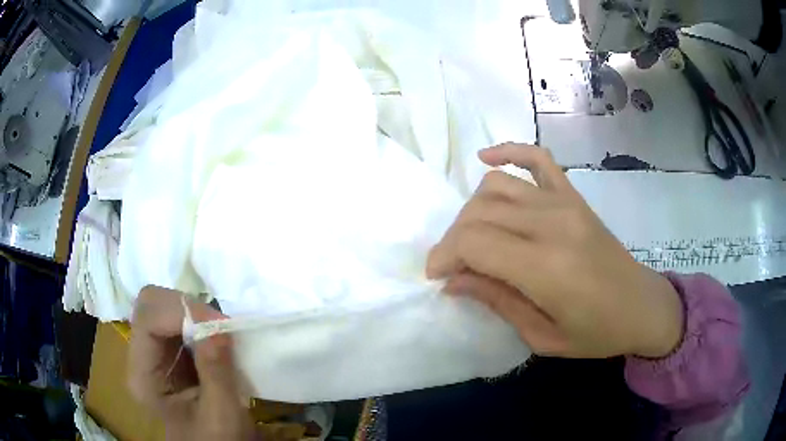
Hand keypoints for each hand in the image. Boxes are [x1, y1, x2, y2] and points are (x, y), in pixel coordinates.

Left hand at [127, 286, 254, 439]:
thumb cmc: (217, 440)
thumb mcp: (221, 414)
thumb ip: (216, 372)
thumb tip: (218, 325)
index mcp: (143, 376)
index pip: (147, 320)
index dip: (180, 311)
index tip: (219, 324)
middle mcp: (140, 357)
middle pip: (150, 305)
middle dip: (185, 308)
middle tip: (218, 327)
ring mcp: (152, 352)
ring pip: (162, 306)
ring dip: (193, 313)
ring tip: (220, 335)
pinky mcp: (167, 351)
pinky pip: (176, 318)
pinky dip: (197, 320)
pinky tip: (213, 340)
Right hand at [427, 144, 683, 358]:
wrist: (642, 306)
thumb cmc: (597, 332)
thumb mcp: (542, 336)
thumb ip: (496, 301)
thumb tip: (453, 281)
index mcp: (546, 268)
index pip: (474, 243)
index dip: (444, 256)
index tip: (437, 276)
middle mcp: (553, 224)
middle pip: (479, 212)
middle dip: (453, 238)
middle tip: (453, 266)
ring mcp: (565, 202)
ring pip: (496, 185)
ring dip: (472, 209)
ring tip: (473, 237)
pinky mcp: (573, 195)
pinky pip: (536, 158)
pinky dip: (508, 152)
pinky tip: (486, 159)